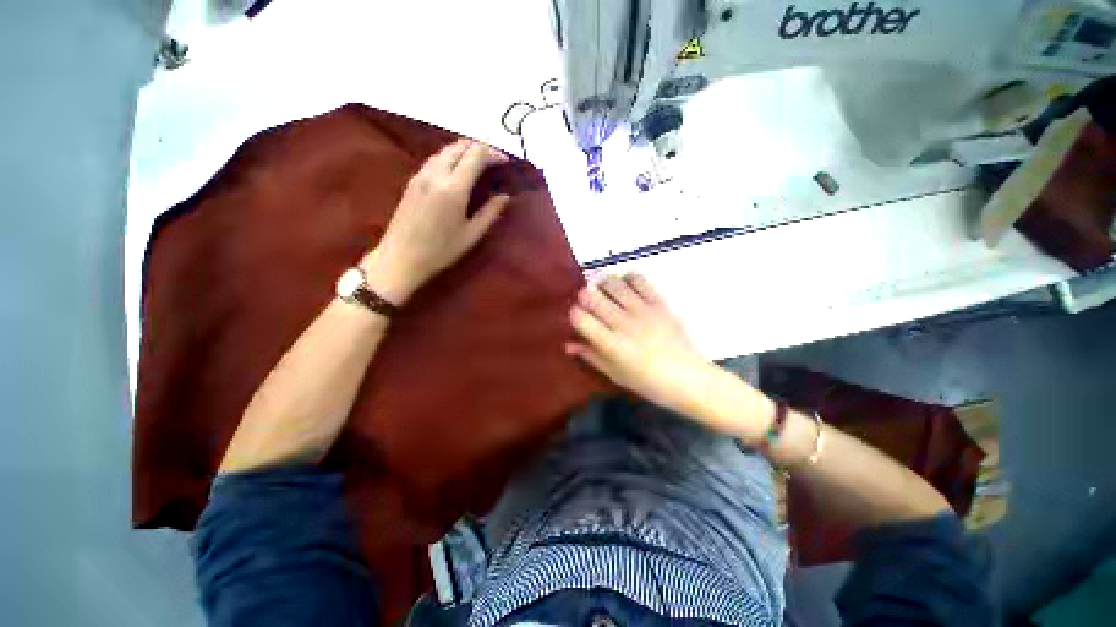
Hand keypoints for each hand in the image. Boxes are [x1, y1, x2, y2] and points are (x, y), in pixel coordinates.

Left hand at [362, 139, 510, 302]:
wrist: (401, 257)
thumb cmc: (441, 250)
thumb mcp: (472, 234)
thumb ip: (490, 213)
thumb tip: (505, 197)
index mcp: (454, 188)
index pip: (475, 156)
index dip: (492, 152)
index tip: (504, 160)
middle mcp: (436, 175)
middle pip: (458, 147)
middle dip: (478, 147)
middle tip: (493, 158)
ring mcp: (421, 176)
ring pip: (444, 151)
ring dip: (462, 150)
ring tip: (477, 159)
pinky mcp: (412, 182)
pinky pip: (433, 159)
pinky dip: (449, 157)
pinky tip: (455, 168)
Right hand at [568, 274, 715, 415]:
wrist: (688, 378)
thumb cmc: (648, 382)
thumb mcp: (615, 374)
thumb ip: (591, 356)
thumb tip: (568, 344)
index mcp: (611, 344)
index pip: (580, 318)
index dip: (574, 314)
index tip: (579, 318)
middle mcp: (623, 323)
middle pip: (592, 296)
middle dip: (584, 297)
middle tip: (589, 303)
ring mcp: (642, 310)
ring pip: (613, 283)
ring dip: (603, 284)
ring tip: (604, 292)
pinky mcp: (658, 302)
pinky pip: (639, 280)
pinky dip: (627, 278)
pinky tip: (625, 286)